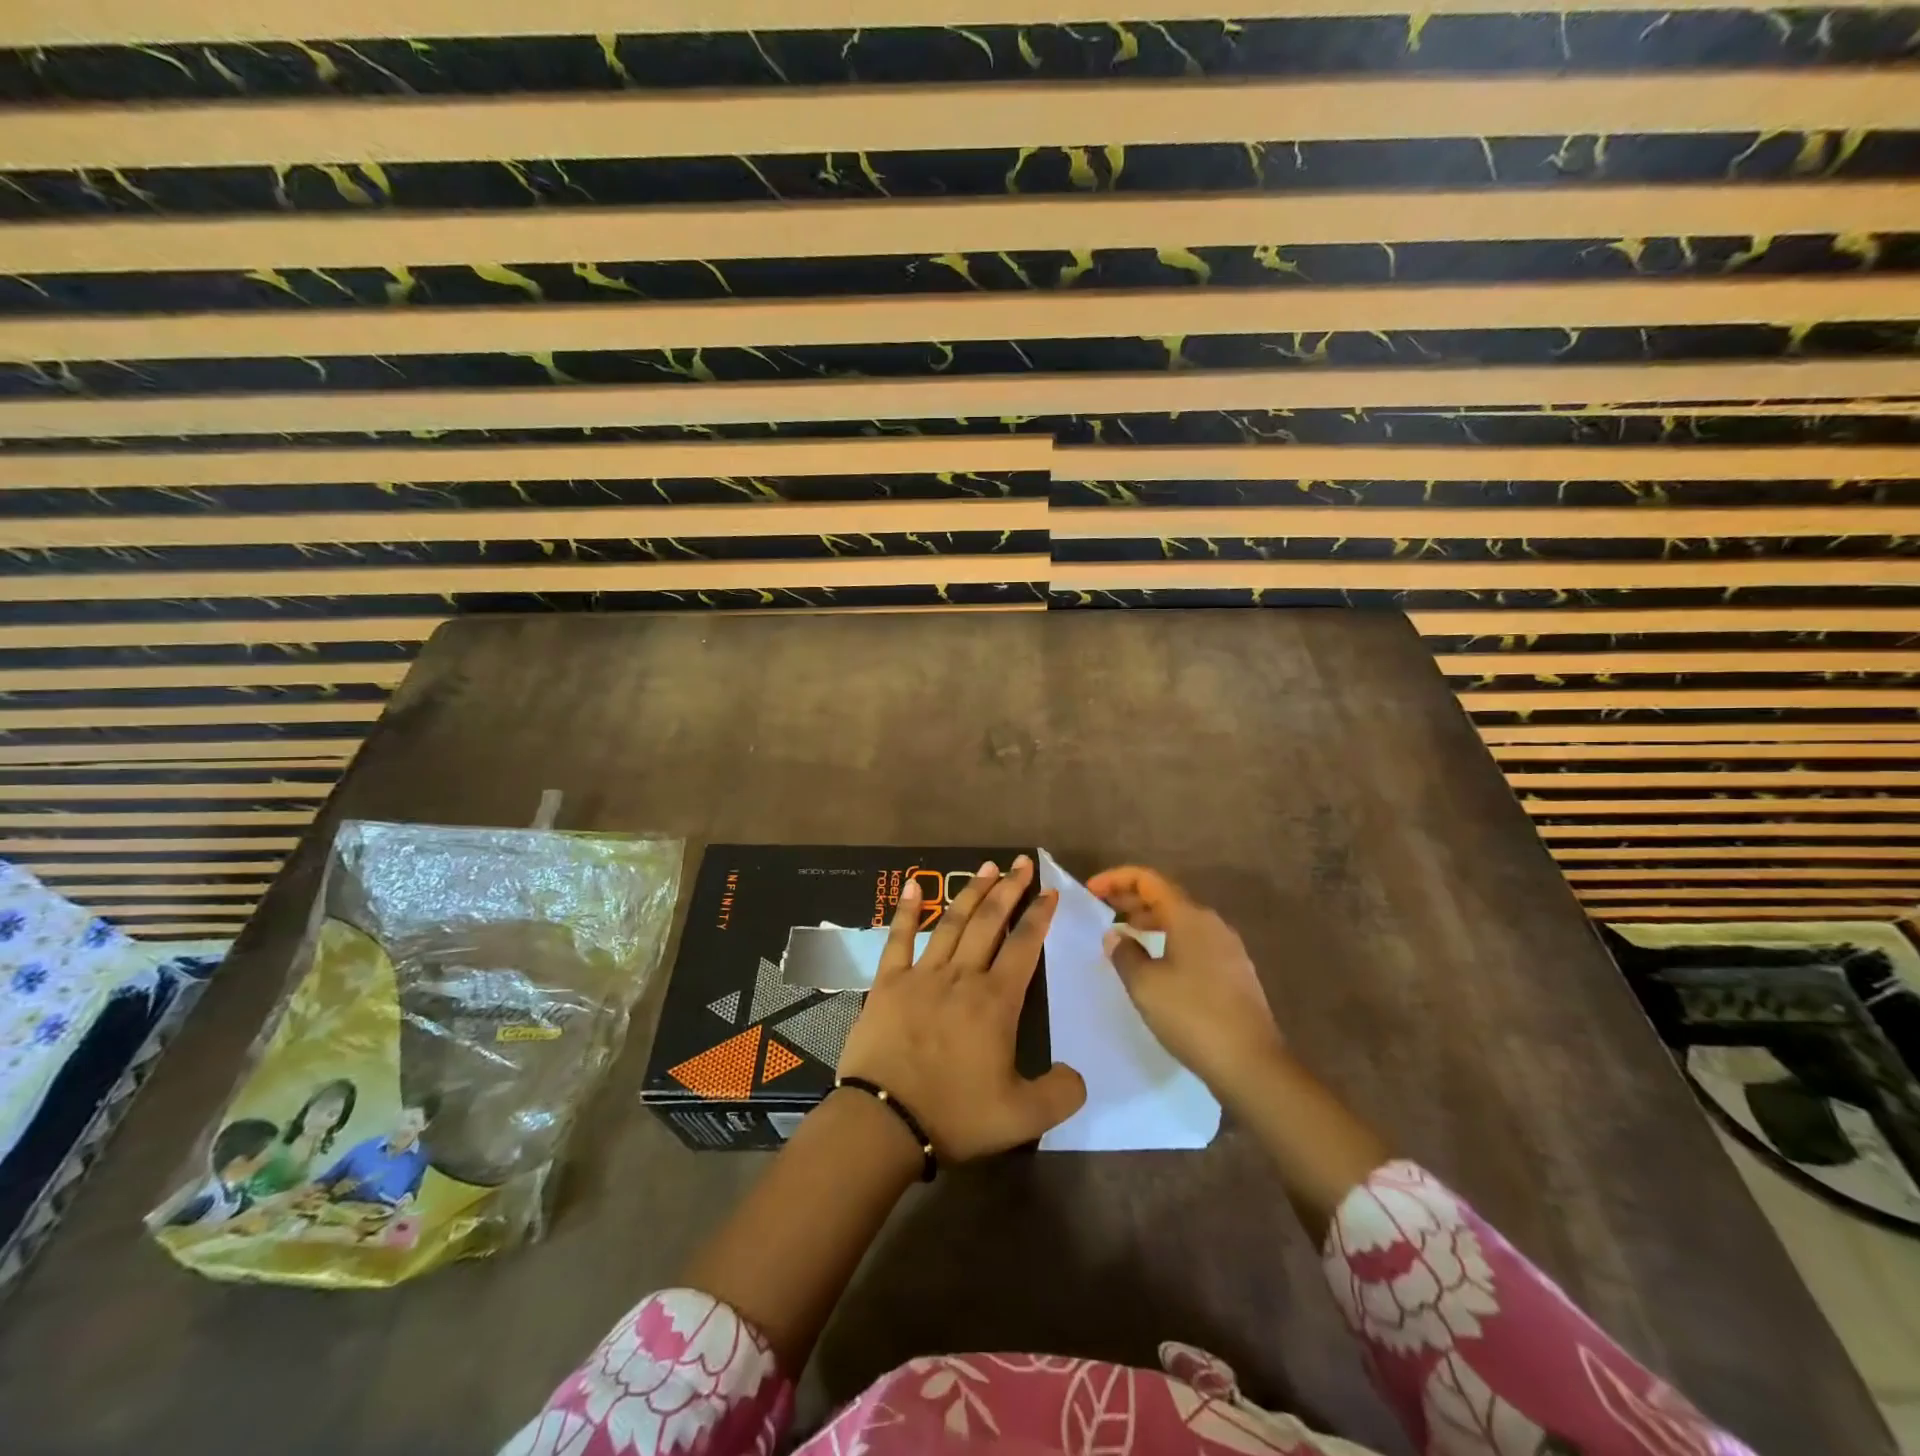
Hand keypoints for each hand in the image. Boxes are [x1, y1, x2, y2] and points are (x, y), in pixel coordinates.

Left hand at [837, 854, 1086, 1160]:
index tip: (1050, 892)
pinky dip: (908, 911)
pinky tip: (915, 886)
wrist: (885, 1121)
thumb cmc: (955, 1116)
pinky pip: (899, 938)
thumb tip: (1077, 1074)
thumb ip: (1060, 1094)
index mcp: (996, 1002)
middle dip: (1009, 889)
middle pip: (990, 922)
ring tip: (986, 866)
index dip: (1039, 916)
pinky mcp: (888, 983)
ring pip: (952, 923)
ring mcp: (922, 975)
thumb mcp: (1023, 1118)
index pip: (1024, 946)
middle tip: (1022, 863)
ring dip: (971, 892)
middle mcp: (962, 977)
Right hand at [1089, 865, 1285, 1099]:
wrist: (1251, 1064)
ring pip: (1181, 920)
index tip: (1091, 890)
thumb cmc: (1192, 1016)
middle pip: (1166, 897)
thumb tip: (1115, 935)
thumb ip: (1124, 954)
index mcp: (1189, 917)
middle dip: (1131, 898)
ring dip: (1150, 921)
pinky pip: (1194, 941)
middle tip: (1102, 908)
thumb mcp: (1145, 985)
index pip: (1148, 880)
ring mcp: (1227, 948)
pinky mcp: (1234, 972)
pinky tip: (1155, 963)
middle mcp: (1211, 923)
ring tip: (1124, 934)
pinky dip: (1168, 940)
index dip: (1116, 879)